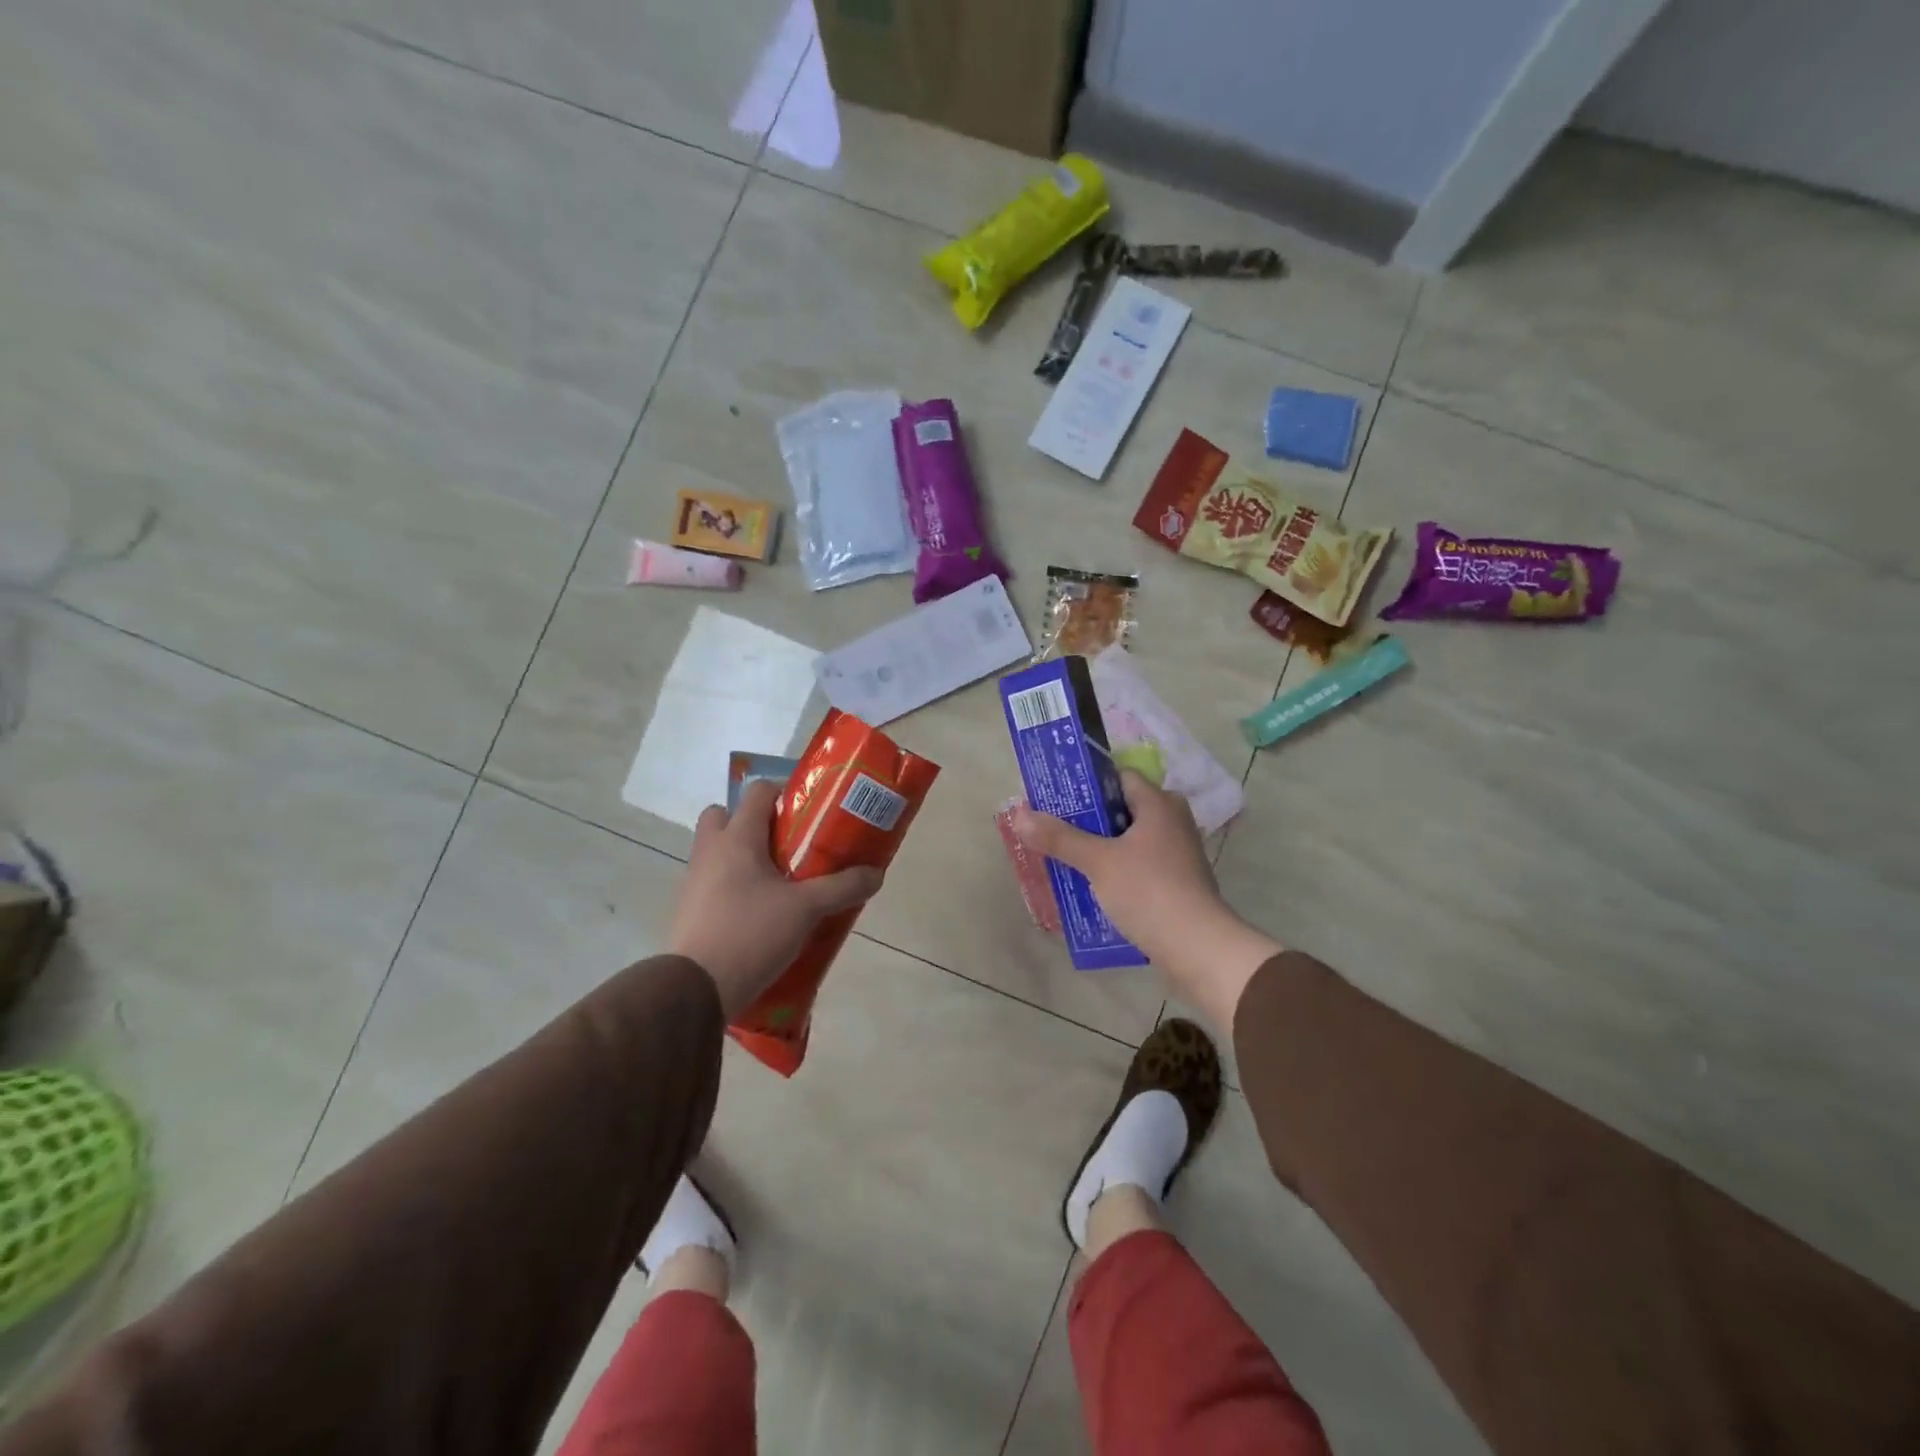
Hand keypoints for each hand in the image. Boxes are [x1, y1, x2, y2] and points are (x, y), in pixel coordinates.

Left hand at [668, 780, 882, 1017]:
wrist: (695, 988)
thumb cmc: (750, 933)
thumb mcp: (806, 909)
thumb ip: (842, 887)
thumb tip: (876, 873)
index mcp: (737, 838)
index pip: (757, 792)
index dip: (784, 793)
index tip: (809, 811)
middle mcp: (710, 851)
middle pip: (724, 815)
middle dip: (752, 822)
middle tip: (785, 843)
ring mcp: (694, 881)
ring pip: (717, 850)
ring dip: (743, 856)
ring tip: (779, 880)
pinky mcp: (690, 910)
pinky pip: (713, 882)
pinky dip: (734, 885)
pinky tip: (761, 910)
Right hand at [1011, 771, 1283, 1032]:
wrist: (1197, 948)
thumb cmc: (1148, 891)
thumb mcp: (1097, 861)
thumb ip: (1059, 837)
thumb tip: (1019, 814)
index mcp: (1159, 804)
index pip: (1120, 777)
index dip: (1088, 784)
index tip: (1058, 797)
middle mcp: (1173, 821)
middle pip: (1123, 809)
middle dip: (1090, 819)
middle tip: (1056, 827)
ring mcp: (1179, 853)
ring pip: (1131, 840)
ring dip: (1102, 847)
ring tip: (1066, 857)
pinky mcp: (1178, 882)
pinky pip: (1140, 865)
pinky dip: (1118, 869)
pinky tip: (1092, 885)